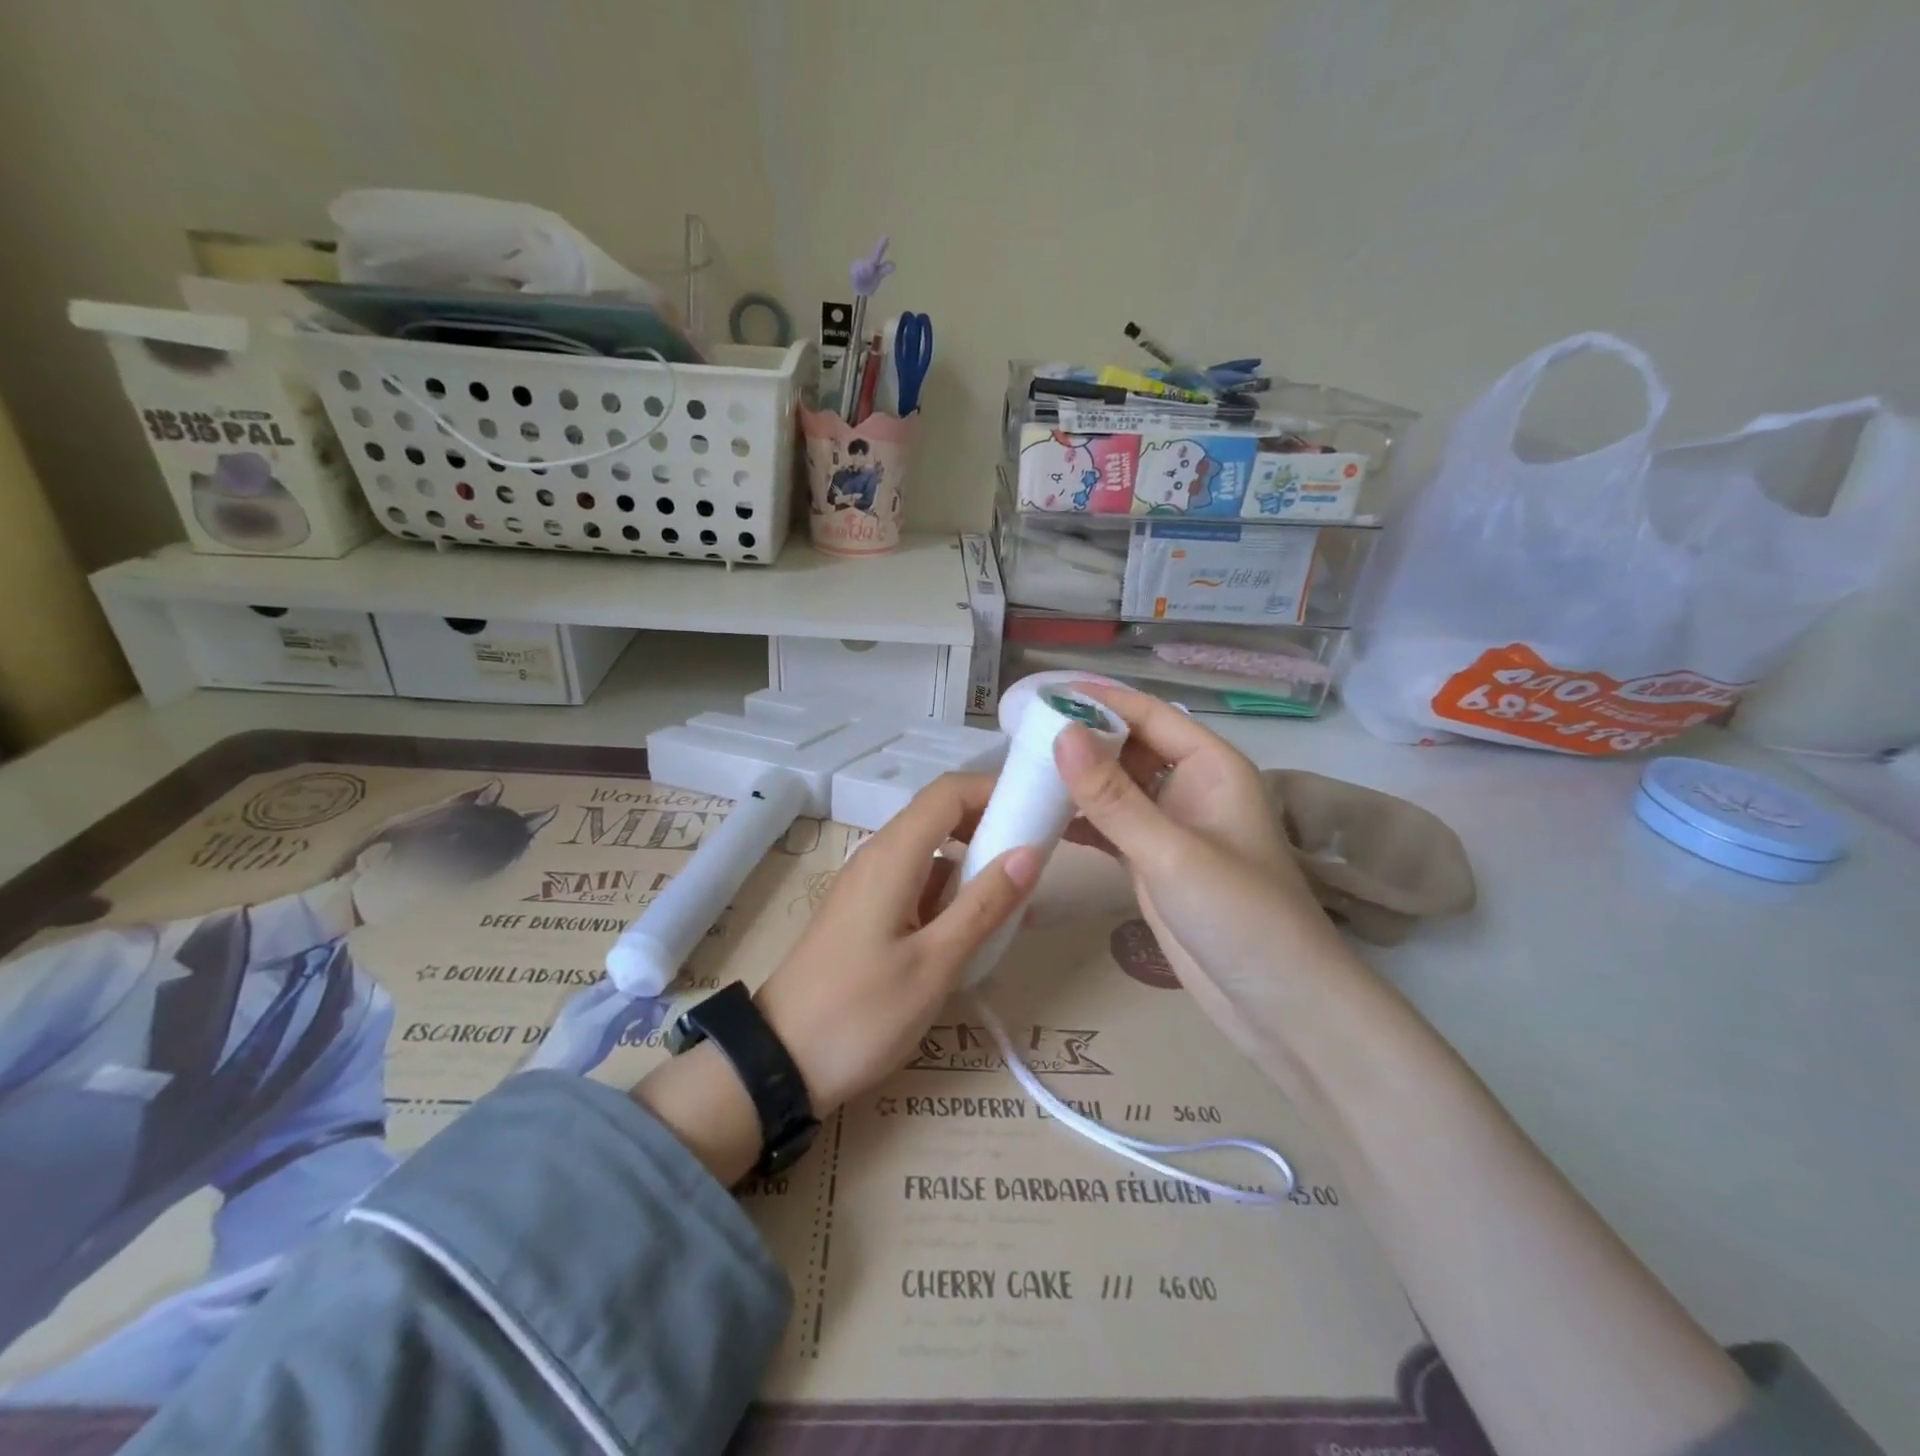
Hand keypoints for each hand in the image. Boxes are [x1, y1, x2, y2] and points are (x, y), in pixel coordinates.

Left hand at [754, 773, 1038, 1112]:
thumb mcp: (934, 965)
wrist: (780, 1062)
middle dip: (992, 823)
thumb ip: (983, 905)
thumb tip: (1030, 852)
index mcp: (893, 856)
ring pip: (931, 851)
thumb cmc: (860, 1014)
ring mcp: (869, 885)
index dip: (995, 788)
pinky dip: (953, 891)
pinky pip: (918, 882)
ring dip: (975, 861)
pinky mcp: (867, 911)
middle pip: (940, 815)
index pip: (948, 792)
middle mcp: (878, 857)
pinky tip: (981, 926)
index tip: (1040, 807)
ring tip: (1022, 895)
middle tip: (1041, 851)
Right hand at [1055, 684, 1359, 1065]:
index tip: (1042, 693)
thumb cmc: (1241, 917)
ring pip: (1117, 789)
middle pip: (1130, 748)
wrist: (1280, 1006)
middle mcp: (1191, 789)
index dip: (1100, 700)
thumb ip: (1113, 796)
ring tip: (1020, 772)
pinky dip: (1080, 822)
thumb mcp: (1171, 852)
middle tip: (1019, 735)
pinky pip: (1111, 828)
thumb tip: (1060, 734)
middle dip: (1082, 739)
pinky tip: (1041, 819)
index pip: (1150, 715)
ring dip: (1077, 782)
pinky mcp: (1154, 864)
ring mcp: (1171, 829)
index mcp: (1211, 767)